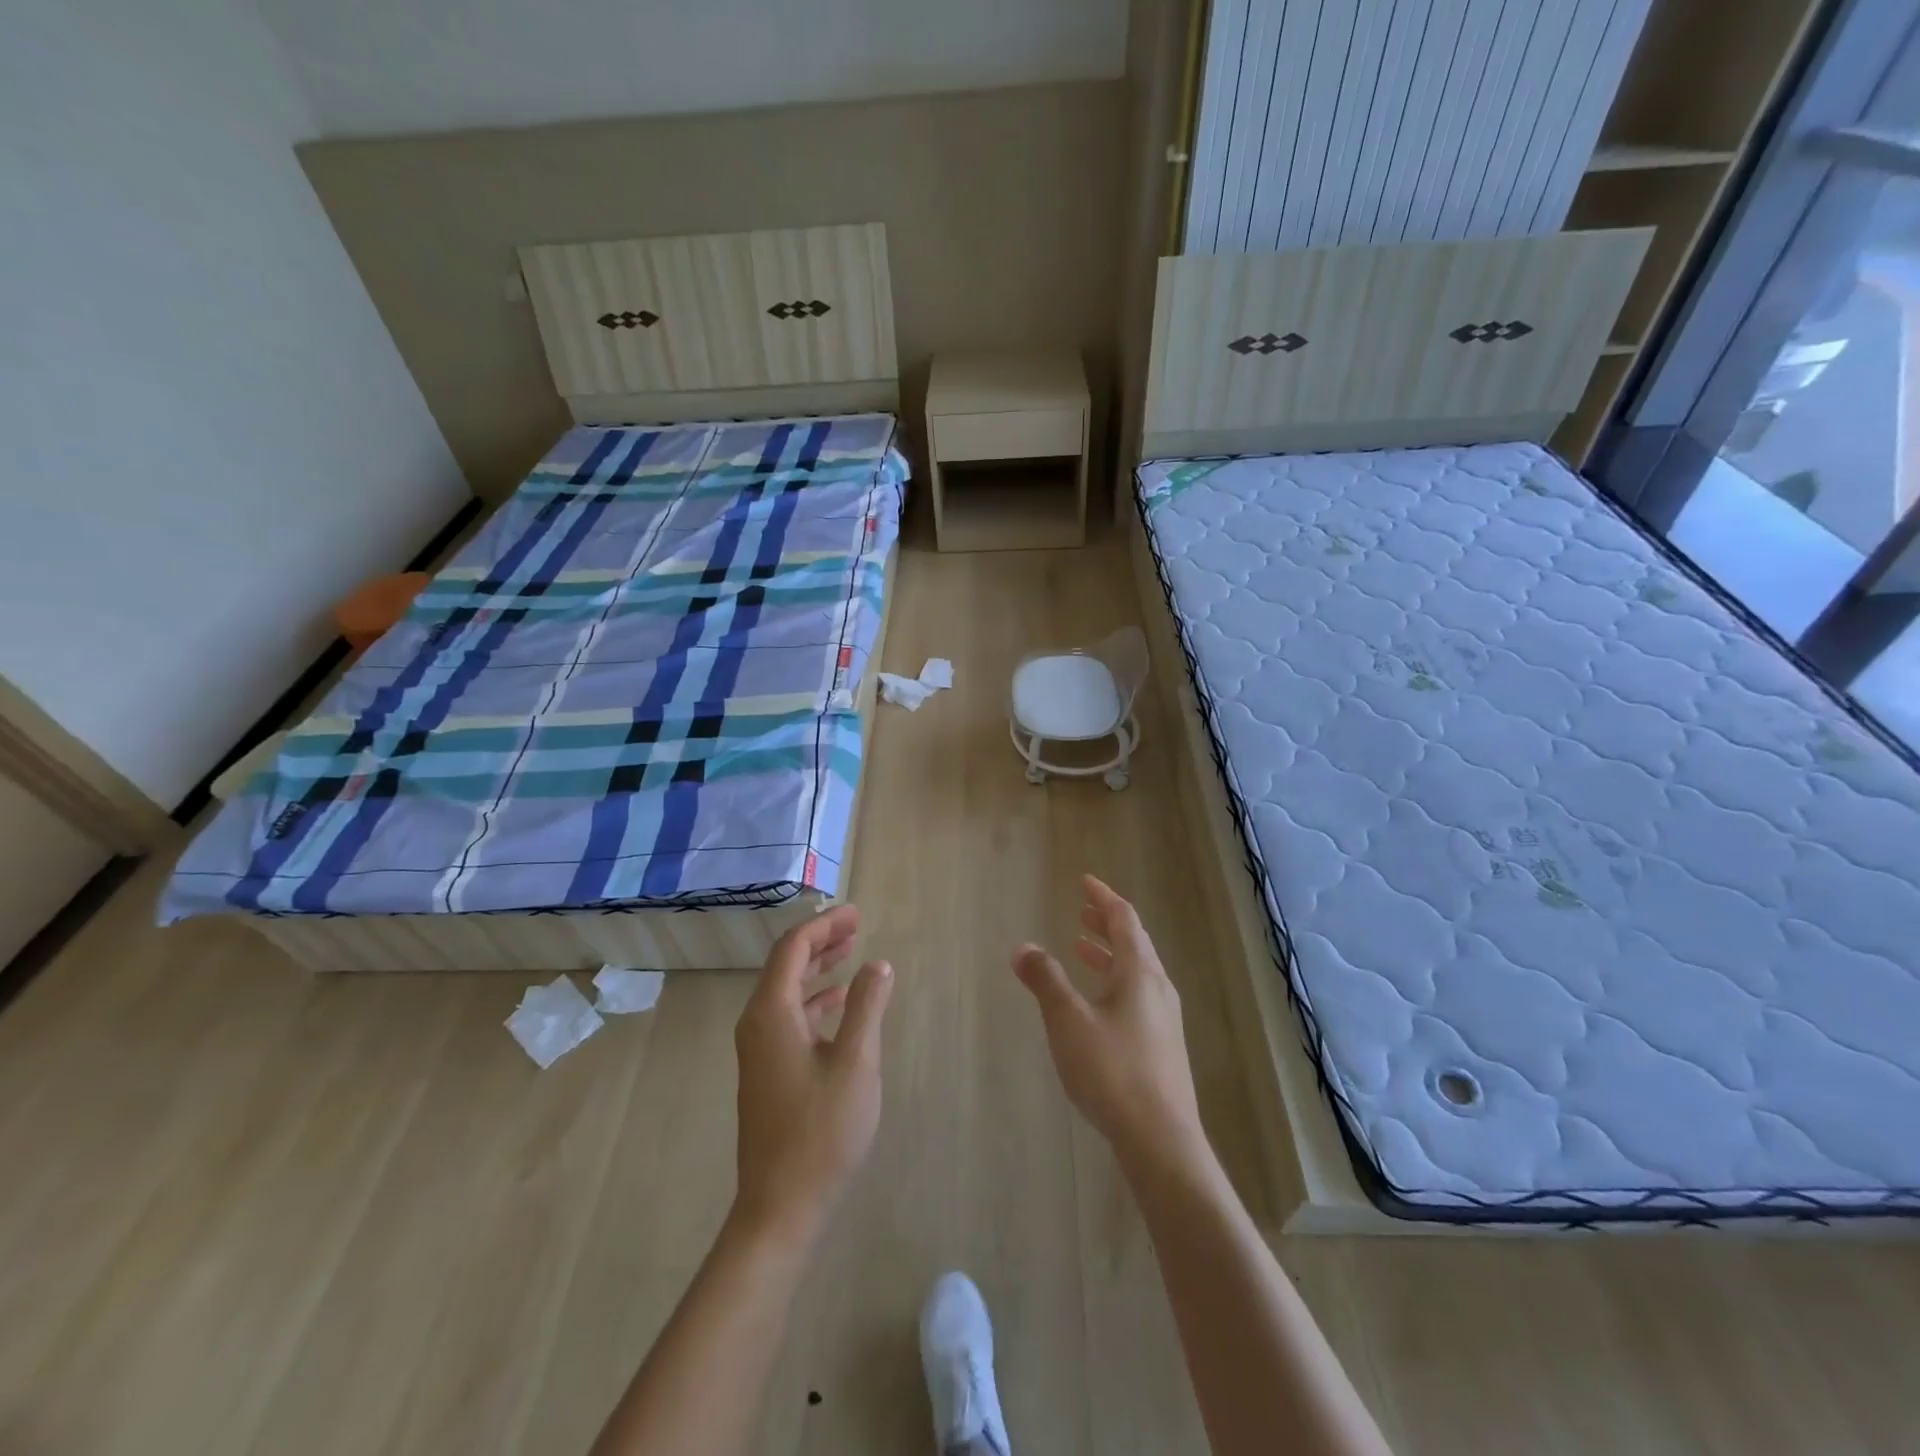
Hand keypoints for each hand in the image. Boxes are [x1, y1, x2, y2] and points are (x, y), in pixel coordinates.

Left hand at [732, 904, 893, 1245]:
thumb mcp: (856, 1062)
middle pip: (785, 964)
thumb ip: (867, 1006)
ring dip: (817, 968)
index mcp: (771, 1013)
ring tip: (851, 953)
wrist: (780, 1206)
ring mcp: (758, 1050)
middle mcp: (757, 1023)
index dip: (824, 925)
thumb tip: (876, 964)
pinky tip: (839, 1003)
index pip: (793, 948)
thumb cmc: (821, 1130)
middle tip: (856, 925)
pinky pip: (788, 1016)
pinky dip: (814, 999)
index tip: (856, 913)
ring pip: (786, 990)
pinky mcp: (766, 1071)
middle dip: (821, 940)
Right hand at [1014, 876, 1206, 1173]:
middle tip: (1082, 912)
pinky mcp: (1163, 1046)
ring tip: (1081, 949)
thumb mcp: (1068, 1021)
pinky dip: (1114, 981)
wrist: (1161, 1140)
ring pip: (1136, 971)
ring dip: (1109, 954)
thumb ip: (1045, 981)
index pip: (1124, 919)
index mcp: (1140, 973)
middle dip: (1106, 924)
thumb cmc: (1112, 1071)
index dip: (1103, 897)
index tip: (1084, 882)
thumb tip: (1023, 947)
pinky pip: (1137, 995)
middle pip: (1134, 943)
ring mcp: (1164, 1019)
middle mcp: (1157, 989)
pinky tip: (1097, 1004)